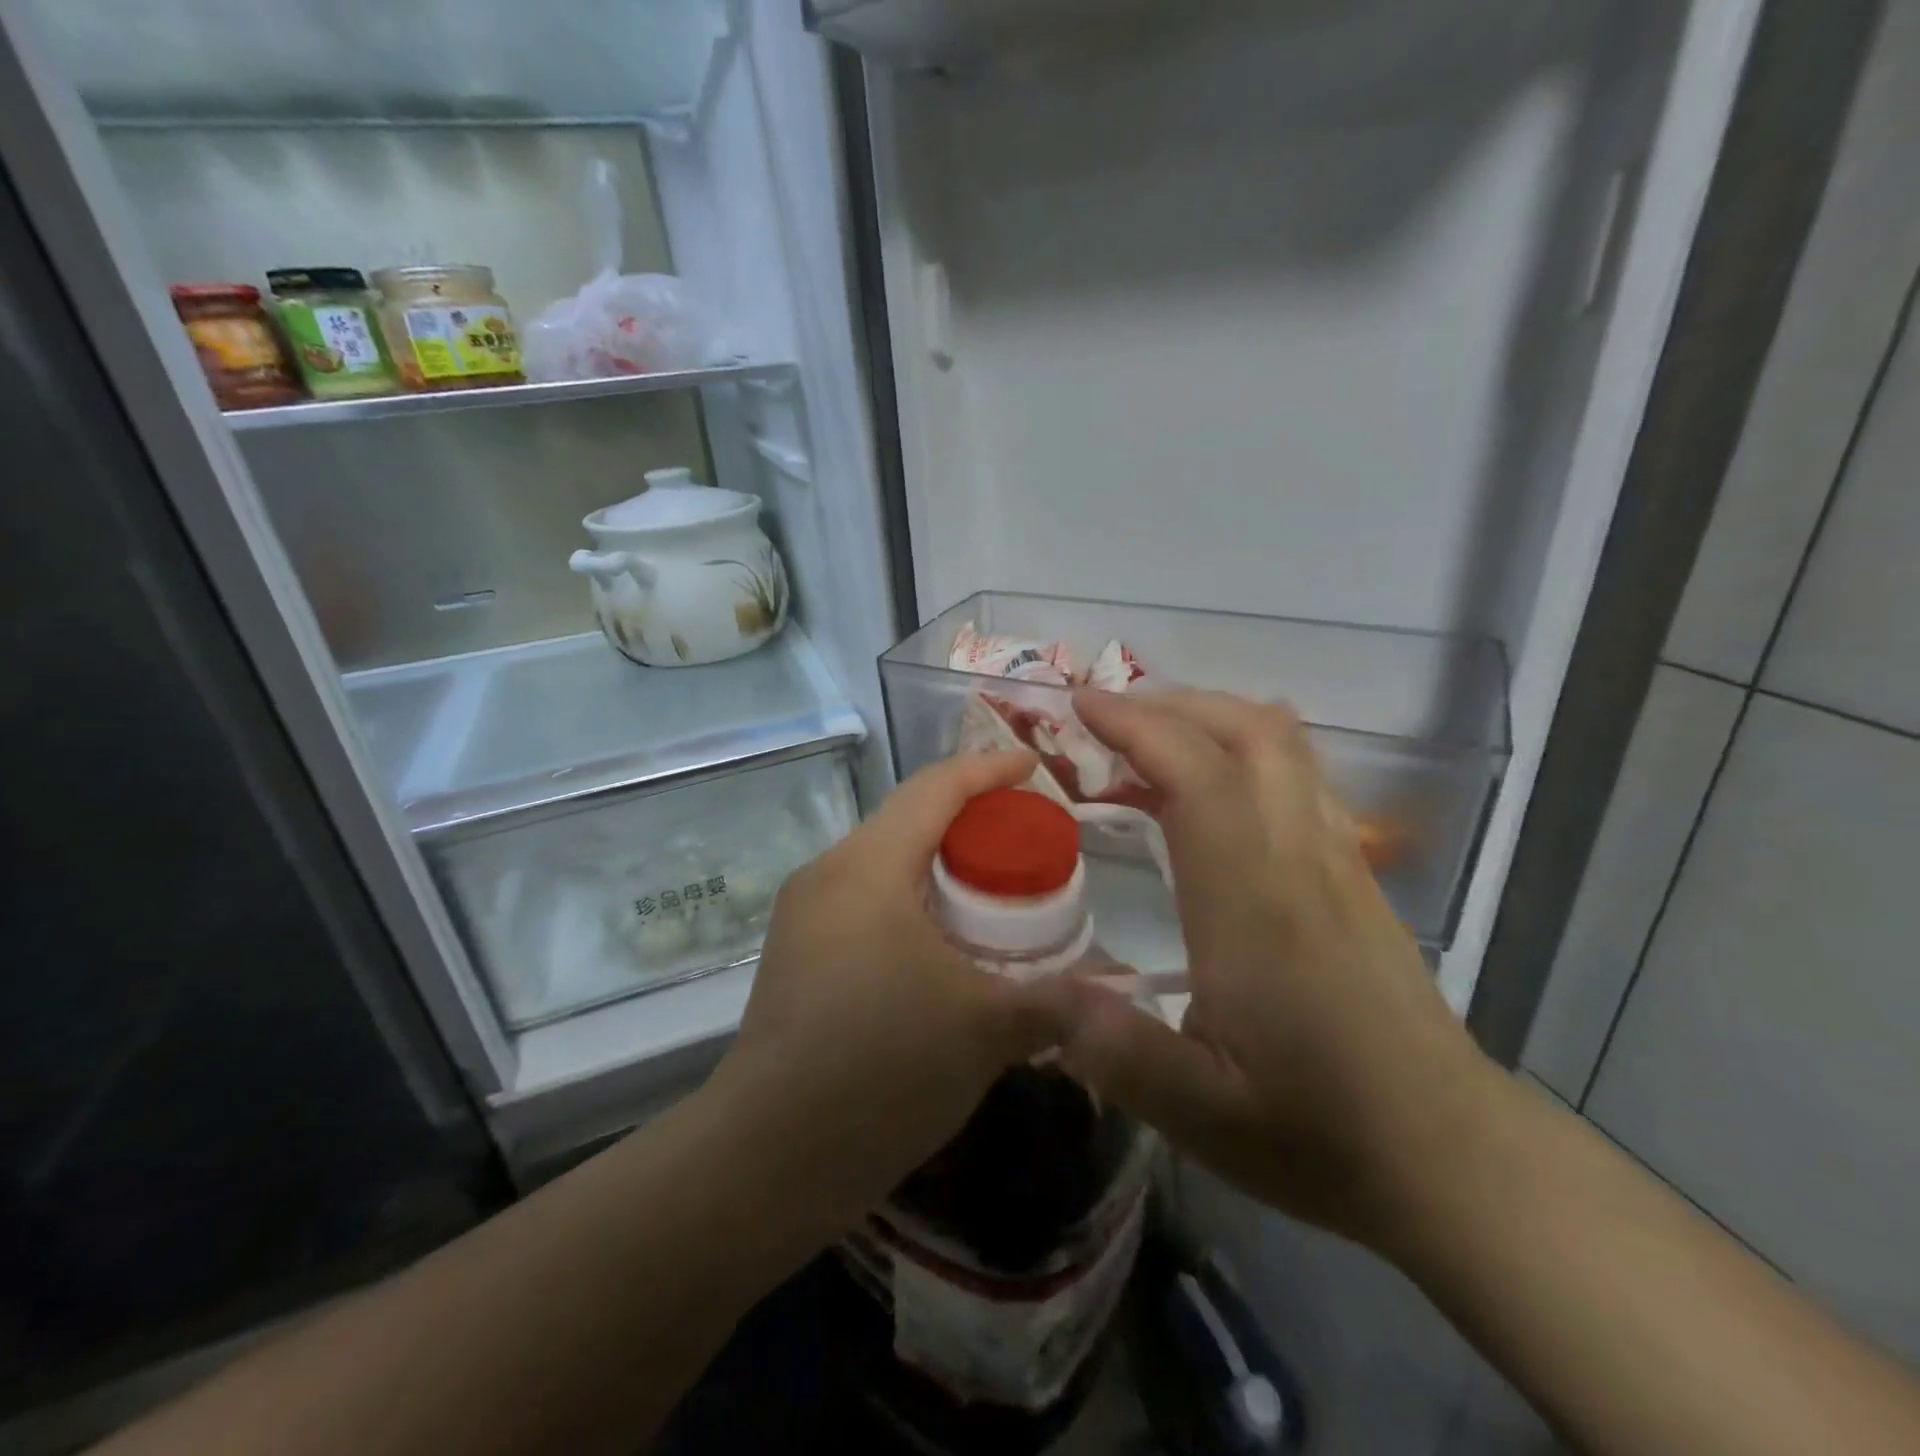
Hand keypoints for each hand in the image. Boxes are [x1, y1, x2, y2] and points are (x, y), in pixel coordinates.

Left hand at [711, 749, 1064, 1236]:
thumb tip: (1123, 992)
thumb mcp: (986, 1029)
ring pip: (885, 862)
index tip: (1034, 765)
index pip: (934, 788)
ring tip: (995, 891)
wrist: (768, 1157)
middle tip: (1027, 839)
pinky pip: (866, 900)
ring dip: (940, 864)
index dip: (988, 768)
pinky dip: (913, 900)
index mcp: (868, 867)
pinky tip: (946, 943)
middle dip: (970, 819)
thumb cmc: (881, 1069)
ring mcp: (804, 914)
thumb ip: (1059, 999)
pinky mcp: (798, 953)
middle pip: (908, 819)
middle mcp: (828, 873)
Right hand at [1038, 690, 1499, 1244]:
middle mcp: (1299, 859)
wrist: (1450, 1154)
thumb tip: (1036, 997)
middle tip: (1107, 715)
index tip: (1081, 705)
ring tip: (1151, 737)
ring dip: (1212, 717)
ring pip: (1284, 745)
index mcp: (1253, 904)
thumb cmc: (1321, 1131)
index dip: (1138, 726)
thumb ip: (1116, 1051)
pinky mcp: (1352, 873)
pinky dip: (1245, 749)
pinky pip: (1300, 776)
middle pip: (1250, 732)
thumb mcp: (1202, 1115)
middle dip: (1173, 704)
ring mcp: (1335, 859)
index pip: (1199, 776)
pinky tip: (1213, 784)